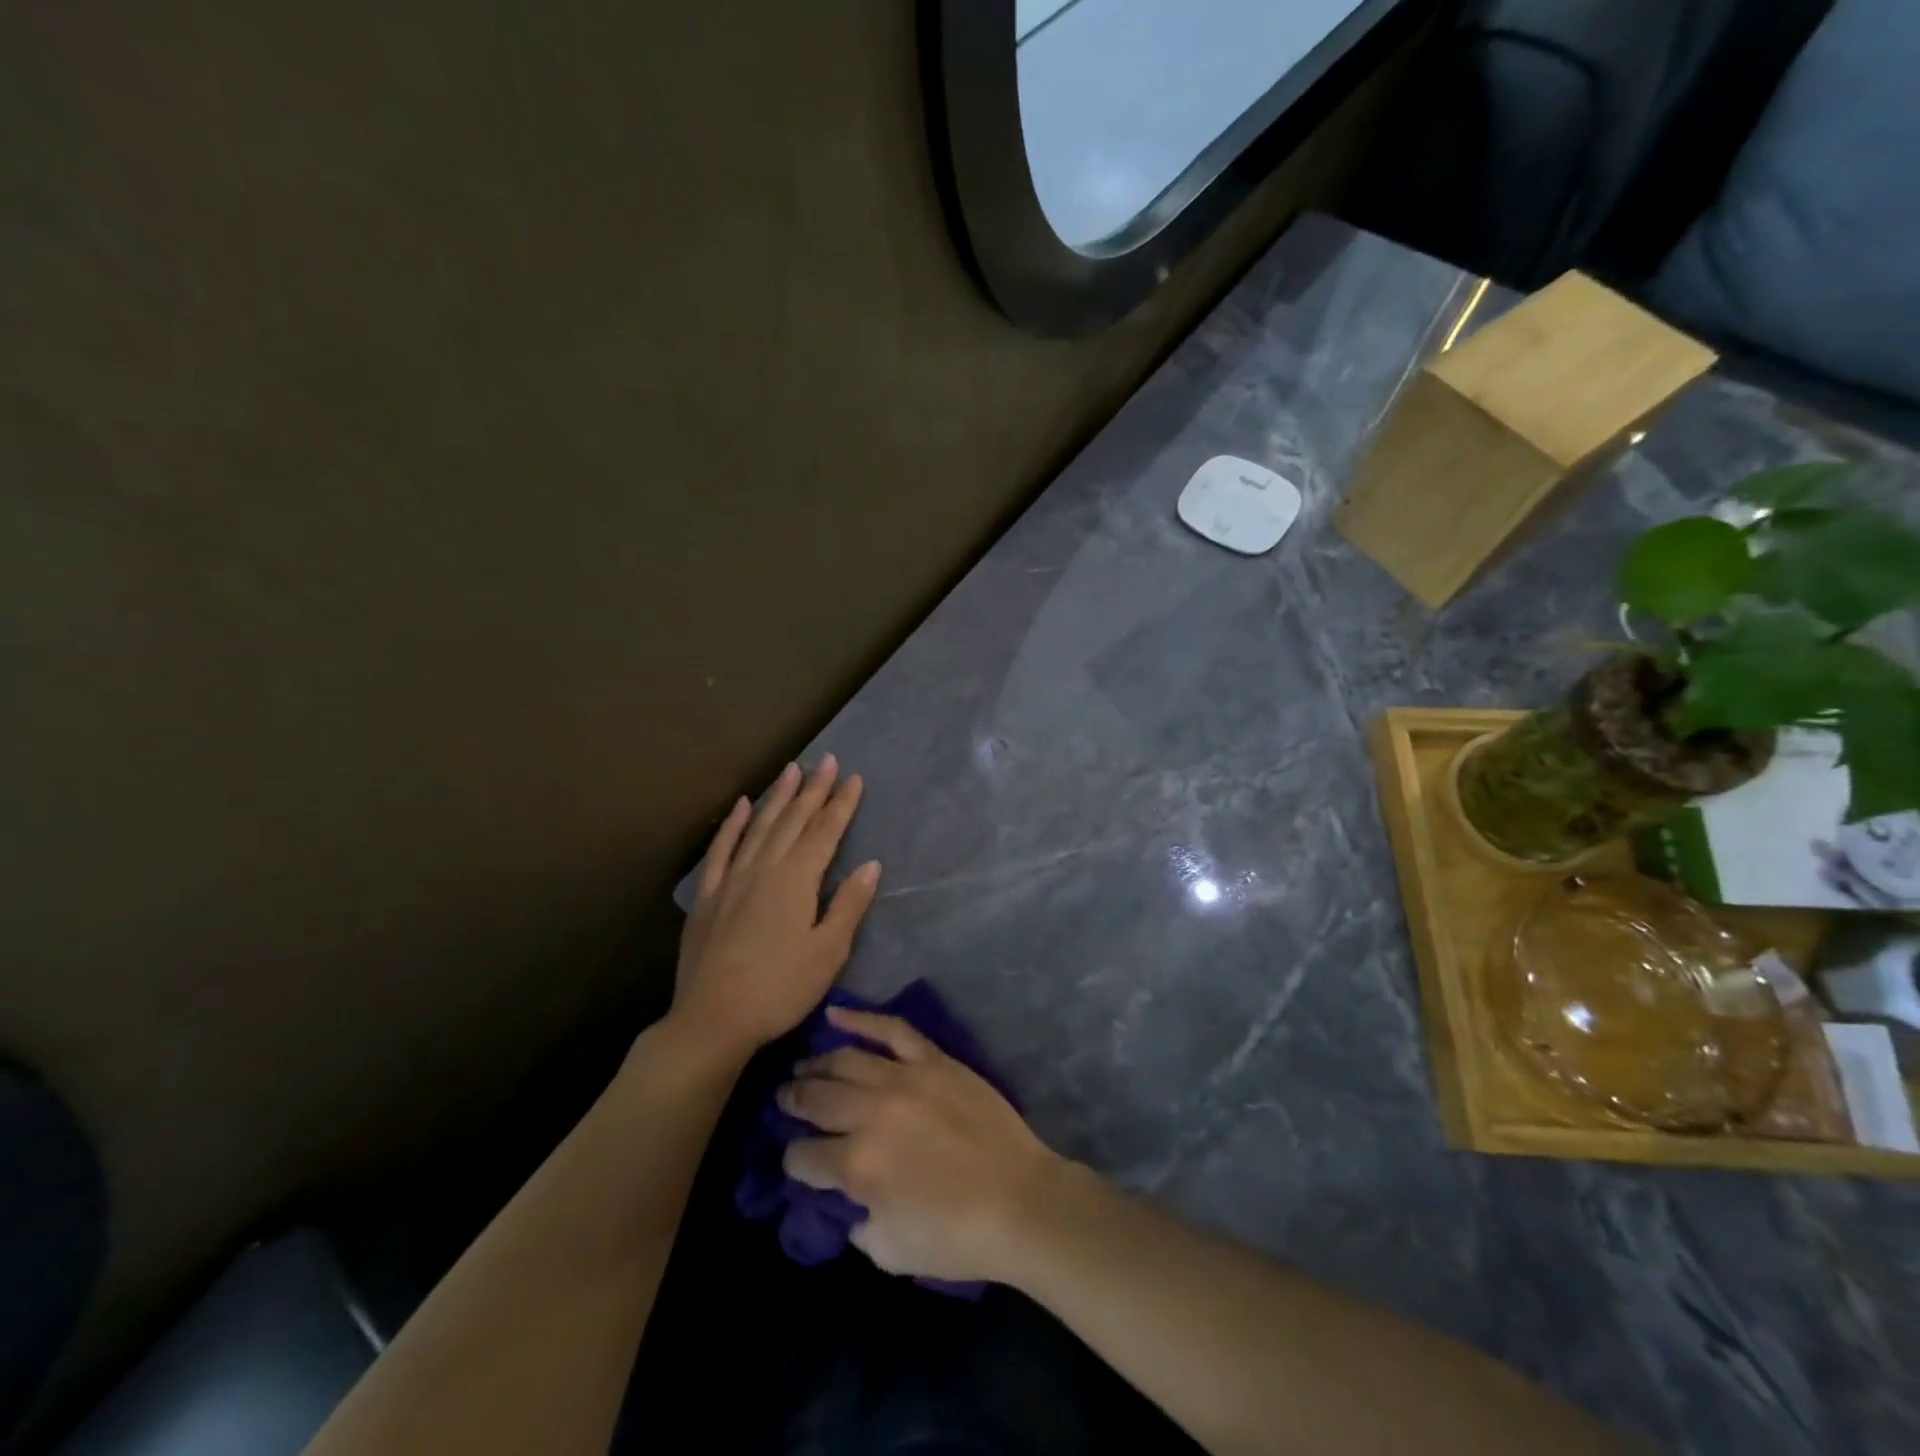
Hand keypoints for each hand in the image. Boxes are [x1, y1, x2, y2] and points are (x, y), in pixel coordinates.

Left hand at [672, 757, 880, 1062]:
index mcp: (796, 880)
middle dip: (813, 789)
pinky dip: (732, 825)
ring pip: (759, 827)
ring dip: (778, 796)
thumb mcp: (828, 952)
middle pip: (793, 821)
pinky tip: (741, 806)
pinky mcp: (707, 896)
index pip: (825, 832)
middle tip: (826, 760)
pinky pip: (721, 850)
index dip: (841, 804)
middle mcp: (764, 868)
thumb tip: (870, 865)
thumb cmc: (780, 989)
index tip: (854, 778)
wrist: (713, 1020)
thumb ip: (848, 905)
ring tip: (791, 770)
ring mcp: (731, 879)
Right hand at [780, 1008, 1063, 1284]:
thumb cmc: (957, 1237)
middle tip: (784, 1098)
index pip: (805, 1156)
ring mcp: (905, 1079)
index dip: (793, 1160)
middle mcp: (873, 1114)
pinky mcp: (934, 1060)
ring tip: (803, 1066)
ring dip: (818, 1063)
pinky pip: (892, 1030)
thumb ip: (858, 1224)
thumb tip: (849, 1201)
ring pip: (847, 1060)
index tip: (796, 1159)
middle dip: (794, 1100)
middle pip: (818, 1099)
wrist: (1020, 1201)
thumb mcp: (891, 1252)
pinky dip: (861, 1019)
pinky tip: (836, 1015)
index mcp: (858, 1166)